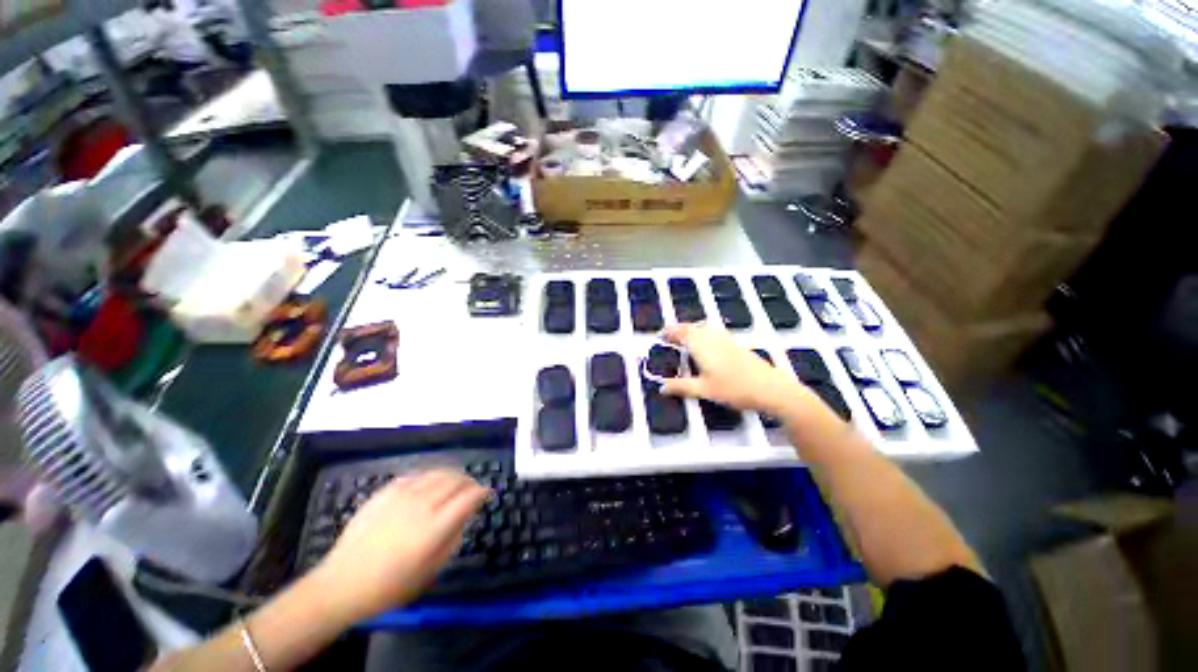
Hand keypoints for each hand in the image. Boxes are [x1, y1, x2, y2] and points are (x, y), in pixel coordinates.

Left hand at [313, 469, 487, 620]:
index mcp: (434, 526)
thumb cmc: (389, 586)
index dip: (482, 492)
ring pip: (437, 473)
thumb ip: (453, 540)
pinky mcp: (385, 492)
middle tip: (473, 489)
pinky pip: (416, 475)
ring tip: (455, 483)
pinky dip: (429, 477)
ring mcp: (402, 495)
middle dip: (469, 481)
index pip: (469, 497)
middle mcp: (422, 504)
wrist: (341, 584)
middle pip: (455, 480)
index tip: (488, 494)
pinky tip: (429, 485)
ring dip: (452, 475)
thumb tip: (465, 517)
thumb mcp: (430, 571)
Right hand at [661, 322, 803, 416]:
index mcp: (701, 345)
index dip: (669, 332)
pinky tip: (705, 344)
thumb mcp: (703, 390)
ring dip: (691, 329)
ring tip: (684, 339)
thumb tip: (661, 387)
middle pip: (691, 327)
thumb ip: (681, 387)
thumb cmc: (733, 388)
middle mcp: (712, 337)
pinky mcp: (735, 344)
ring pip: (703, 327)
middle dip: (678, 329)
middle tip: (668, 337)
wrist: (770, 388)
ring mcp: (725, 339)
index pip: (680, 332)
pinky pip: (713, 331)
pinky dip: (702, 333)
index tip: (659, 336)